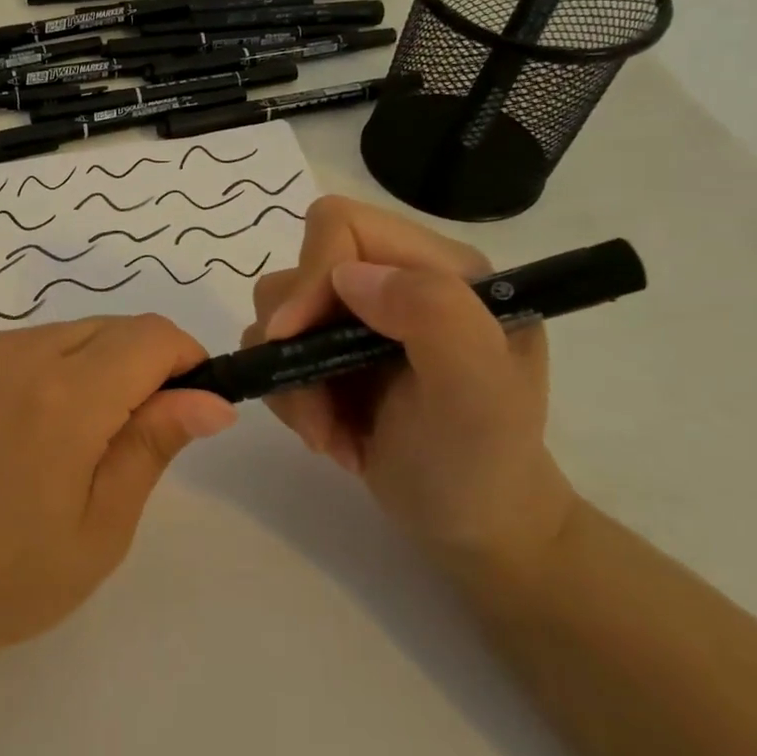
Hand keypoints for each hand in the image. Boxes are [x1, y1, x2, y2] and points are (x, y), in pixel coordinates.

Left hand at [0, 315, 236, 667]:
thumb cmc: (9, 578)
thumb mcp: (102, 525)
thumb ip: (154, 445)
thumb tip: (212, 400)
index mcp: (64, 396)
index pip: (150, 336)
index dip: (184, 359)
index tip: (189, 404)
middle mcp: (17, 353)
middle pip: (109, 328)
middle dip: (140, 366)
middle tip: (128, 437)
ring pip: (65, 333)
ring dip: (91, 367)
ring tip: (70, 441)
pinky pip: (19, 345)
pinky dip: (44, 370)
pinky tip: (23, 430)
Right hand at [243, 196, 576, 573]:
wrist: (474, 528)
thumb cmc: (483, 464)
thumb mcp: (479, 394)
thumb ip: (433, 315)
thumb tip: (349, 277)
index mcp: (440, 270)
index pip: (344, 227)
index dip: (310, 275)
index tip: (294, 339)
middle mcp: (394, 283)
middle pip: (299, 270)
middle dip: (295, 345)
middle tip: (318, 409)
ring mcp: (358, 320)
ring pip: (277, 314)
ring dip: (292, 382)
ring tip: (328, 432)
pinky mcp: (329, 355)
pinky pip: (273, 353)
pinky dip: (290, 399)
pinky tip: (330, 435)